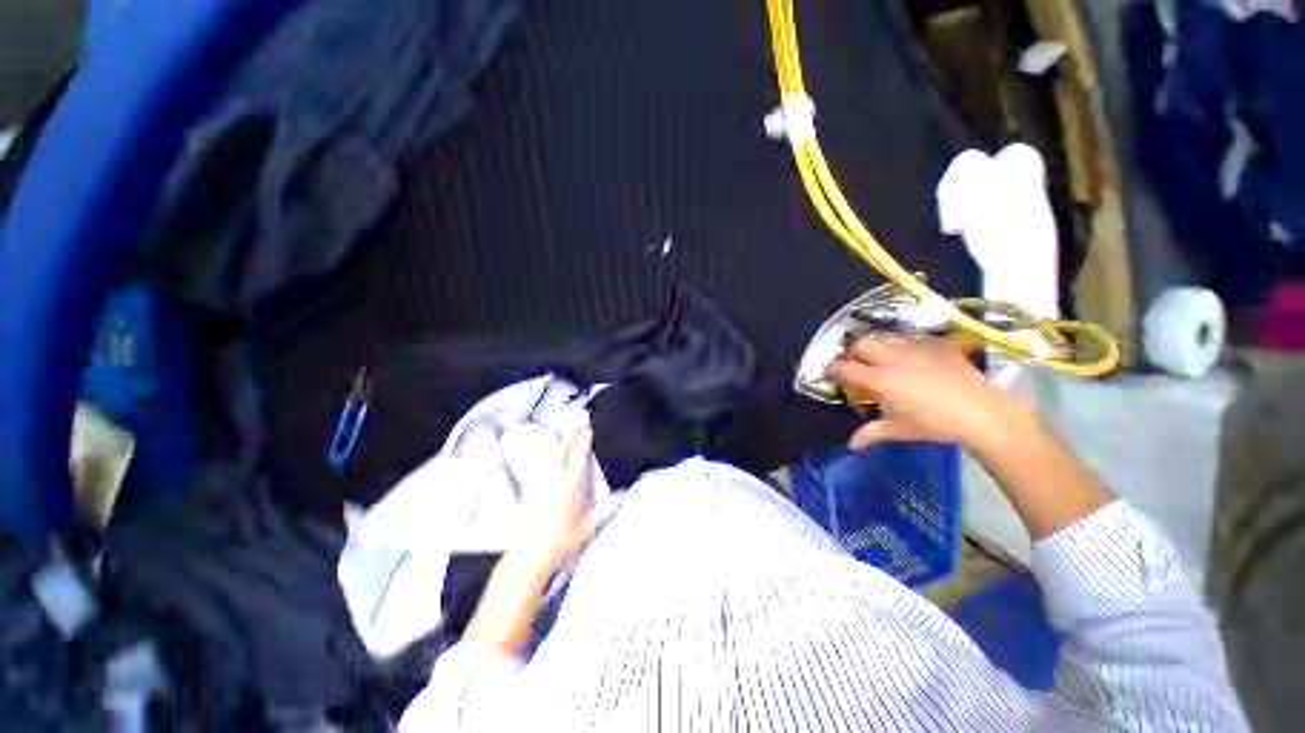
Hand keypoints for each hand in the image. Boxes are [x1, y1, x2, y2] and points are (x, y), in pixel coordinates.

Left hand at [511, 429, 614, 574]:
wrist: (529, 556)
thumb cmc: (563, 541)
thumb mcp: (590, 525)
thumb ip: (609, 507)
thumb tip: (628, 493)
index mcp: (569, 482)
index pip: (577, 452)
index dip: (584, 437)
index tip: (590, 428)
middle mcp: (552, 476)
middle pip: (559, 446)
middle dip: (570, 433)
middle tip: (579, 426)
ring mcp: (536, 480)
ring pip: (544, 451)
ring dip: (554, 440)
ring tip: (562, 433)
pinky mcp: (525, 487)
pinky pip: (534, 462)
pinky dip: (542, 453)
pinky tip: (544, 452)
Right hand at [826, 336, 1026, 449]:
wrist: (983, 413)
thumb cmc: (934, 424)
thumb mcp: (898, 430)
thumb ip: (870, 433)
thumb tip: (850, 444)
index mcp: (879, 379)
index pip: (844, 368)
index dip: (832, 370)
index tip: (830, 374)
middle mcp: (892, 358)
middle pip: (861, 343)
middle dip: (853, 352)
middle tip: (856, 364)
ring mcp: (916, 348)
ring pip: (886, 337)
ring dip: (877, 346)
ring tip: (882, 358)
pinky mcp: (937, 345)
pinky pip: (913, 338)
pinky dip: (905, 345)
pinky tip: (912, 357)